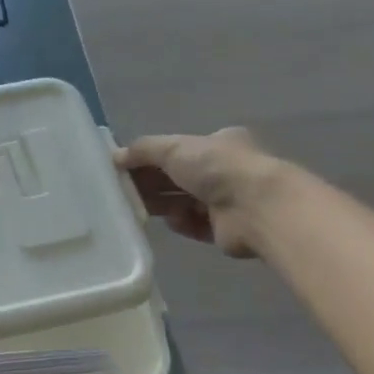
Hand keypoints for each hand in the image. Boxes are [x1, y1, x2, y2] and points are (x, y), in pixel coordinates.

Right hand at [115, 128, 279, 258]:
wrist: (256, 207)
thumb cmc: (216, 167)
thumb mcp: (174, 148)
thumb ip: (143, 150)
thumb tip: (116, 157)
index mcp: (218, 144)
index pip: (177, 150)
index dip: (150, 158)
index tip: (125, 167)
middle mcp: (224, 170)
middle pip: (177, 177)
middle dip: (151, 183)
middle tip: (123, 190)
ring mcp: (227, 201)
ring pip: (183, 201)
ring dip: (163, 204)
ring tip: (140, 208)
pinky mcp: (225, 229)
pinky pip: (194, 224)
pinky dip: (181, 222)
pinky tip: (174, 220)